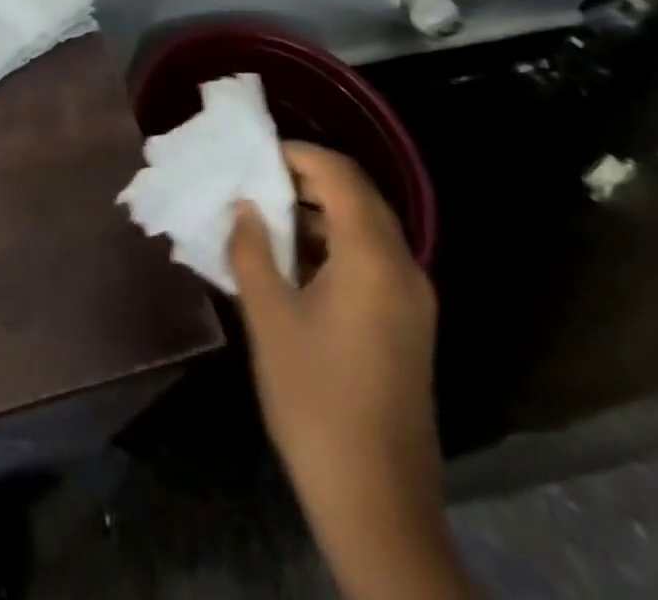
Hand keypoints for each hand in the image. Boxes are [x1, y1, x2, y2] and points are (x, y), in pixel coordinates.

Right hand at [227, 144, 472, 599]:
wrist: (377, 502)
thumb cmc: (314, 402)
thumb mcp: (269, 319)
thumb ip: (253, 250)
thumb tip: (245, 207)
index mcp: (373, 260)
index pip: (340, 176)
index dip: (297, 154)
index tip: (253, 156)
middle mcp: (403, 268)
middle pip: (359, 196)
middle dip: (306, 178)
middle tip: (254, 180)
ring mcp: (412, 298)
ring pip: (366, 226)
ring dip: (319, 210)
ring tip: (265, 216)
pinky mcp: (408, 323)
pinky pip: (372, 258)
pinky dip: (334, 242)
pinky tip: (293, 259)